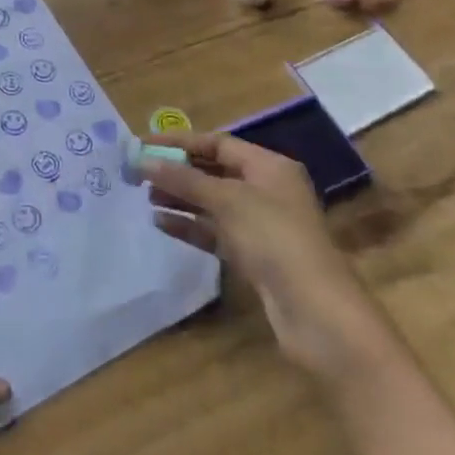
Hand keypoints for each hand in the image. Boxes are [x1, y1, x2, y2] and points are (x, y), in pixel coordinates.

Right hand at [139, 131, 396, 382]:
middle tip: (138, 173)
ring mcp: (261, 225)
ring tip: (144, 197)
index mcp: (269, 167)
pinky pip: (215, 232)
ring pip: (212, 203)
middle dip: (177, 170)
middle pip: (214, 171)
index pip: (218, 142)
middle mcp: (266, 190)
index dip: (179, 142)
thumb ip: (183, 179)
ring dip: (180, 198)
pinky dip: (190, 226)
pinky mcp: (254, 256)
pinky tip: (161, 224)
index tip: (141, 145)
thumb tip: (143, 160)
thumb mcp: (227, 200)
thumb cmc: (274, 239)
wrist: (316, 313)